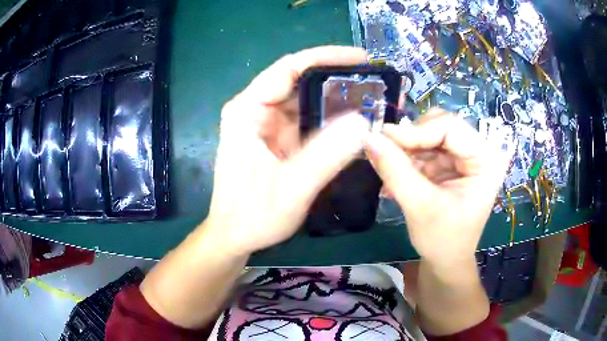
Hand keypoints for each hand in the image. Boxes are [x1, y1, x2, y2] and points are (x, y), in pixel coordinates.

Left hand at [204, 46, 370, 254]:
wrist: (234, 237)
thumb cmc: (252, 216)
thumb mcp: (291, 188)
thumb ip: (326, 154)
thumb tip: (363, 121)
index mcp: (247, 111)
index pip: (289, 68)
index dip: (327, 57)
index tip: (362, 58)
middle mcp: (255, 110)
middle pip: (299, 81)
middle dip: (337, 79)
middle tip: (375, 82)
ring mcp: (265, 124)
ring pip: (306, 100)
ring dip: (337, 99)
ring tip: (372, 100)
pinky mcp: (275, 138)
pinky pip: (306, 120)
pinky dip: (330, 120)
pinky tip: (354, 122)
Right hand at [366, 108, 510, 263]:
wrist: (446, 260)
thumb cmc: (442, 239)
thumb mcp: (420, 206)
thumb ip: (395, 171)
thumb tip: (369, 138)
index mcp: (486, 159)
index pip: (450, 127)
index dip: (415, 131)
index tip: (382, 140)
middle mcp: (480, 150)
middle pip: (439, 126)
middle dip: (411, 140)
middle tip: (385, 155)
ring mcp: (466, 155)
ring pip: (429, 134)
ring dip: (406, 149)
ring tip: (390, 172)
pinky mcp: (452, 163)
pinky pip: (425, 147)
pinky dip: (408, 158)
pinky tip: (396, 177)